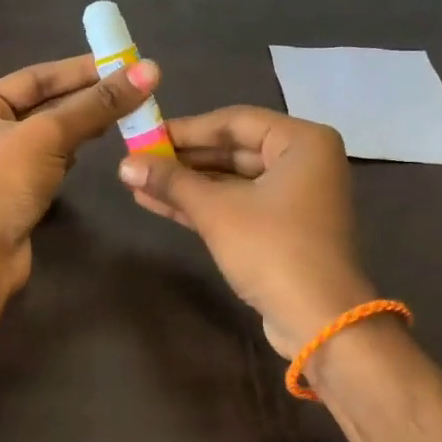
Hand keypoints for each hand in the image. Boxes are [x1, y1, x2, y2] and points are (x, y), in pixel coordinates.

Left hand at [0, 53, 158, 287]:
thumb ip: (96, 105)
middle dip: (85, 97)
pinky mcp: (16, 194)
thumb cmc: (1, 182)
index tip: (121, 63)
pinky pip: (50, 162)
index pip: (34, 78)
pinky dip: (71, 152)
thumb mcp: (48, 135)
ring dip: (82, 124)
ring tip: (122, 113)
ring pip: (49, 136)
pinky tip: (93, 147)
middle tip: (132, 88)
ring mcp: (0, 166)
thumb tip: (148, 71)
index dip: (77, 69)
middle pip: (42, 105)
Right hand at [117, 105, 372, 356]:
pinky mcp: (281, 229)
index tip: (145, 135)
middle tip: (137, 161)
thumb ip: (170, 181)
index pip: (234, 121)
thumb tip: (123, 165)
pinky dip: (201, 205)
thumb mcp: (216, 210)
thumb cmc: (272, 248)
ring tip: (137, 184)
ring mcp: (293, 198)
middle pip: (232, 150)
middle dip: (182, 160)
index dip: (186, 128)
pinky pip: (236, 205)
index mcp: (302, 142)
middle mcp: (303, 162)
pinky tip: (157, 203)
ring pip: (231, 181)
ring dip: (185, 185)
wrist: (318, 319)